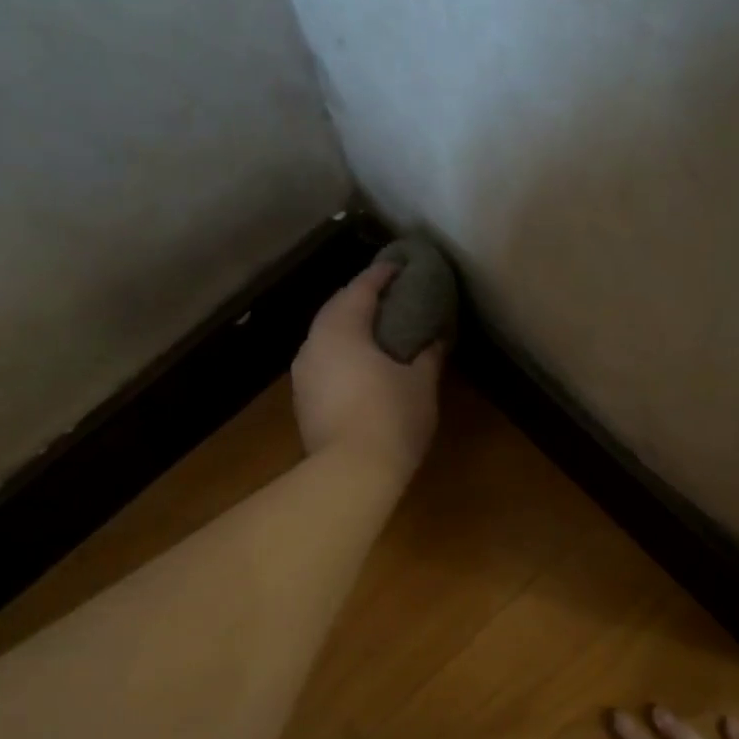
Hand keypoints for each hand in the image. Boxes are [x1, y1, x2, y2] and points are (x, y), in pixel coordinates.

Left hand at [292, 261, 442, 479]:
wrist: (350, 473)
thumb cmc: (391, 418)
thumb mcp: (421, 384)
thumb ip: (428, 355)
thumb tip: (435, 338)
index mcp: (342, 329)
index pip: (362, 288)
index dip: (383, 274)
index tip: (401, 266)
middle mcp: (314, 344)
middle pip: (337, 309)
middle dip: (361, 299)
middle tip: (388, 297)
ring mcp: (303, 374)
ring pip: (325, 338)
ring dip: (348, 329)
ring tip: (374, 332)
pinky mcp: (302, 402)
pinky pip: (323, 364)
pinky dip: (341, 356)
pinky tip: (359, 367)